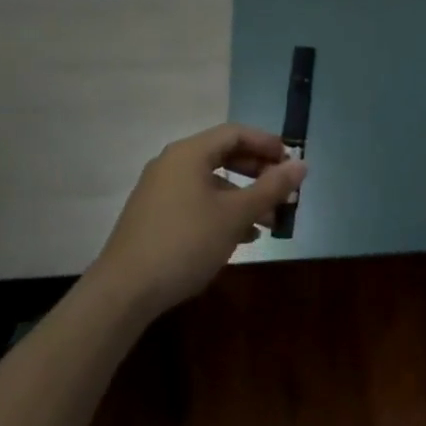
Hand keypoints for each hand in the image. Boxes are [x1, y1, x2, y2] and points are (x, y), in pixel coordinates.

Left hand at [89, 124, 305, 314]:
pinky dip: (222, 211)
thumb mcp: (235, 215)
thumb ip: (270, 188)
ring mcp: (160, 190)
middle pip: (223, 156)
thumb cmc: (185, 242)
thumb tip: (302, 164)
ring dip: (243, 197)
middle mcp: (172, 164)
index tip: (291, 162)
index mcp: (189, 153)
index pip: (235, 133)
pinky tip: (242, 237)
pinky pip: (196, 201)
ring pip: (211, 183)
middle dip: (258, 173)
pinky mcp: (154, 216)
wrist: (124, 291)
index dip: (267, 143)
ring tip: (269, 222)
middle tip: (284, 191)